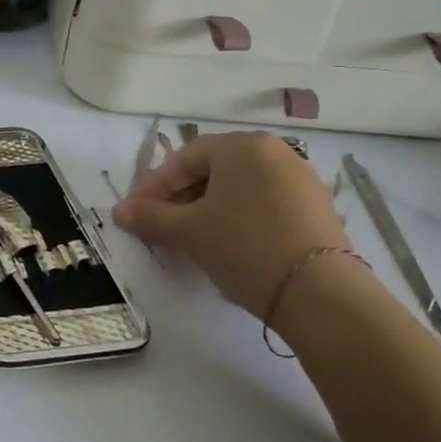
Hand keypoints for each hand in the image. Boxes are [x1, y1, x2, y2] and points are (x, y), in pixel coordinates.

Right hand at [112, 131, 351, 315]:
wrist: (321, 295)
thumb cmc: (244, 247)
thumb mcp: (188, 232)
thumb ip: (149, 217)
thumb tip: (119, 211)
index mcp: (243, 146)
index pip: (185, 158)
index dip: (154, 186)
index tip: (136, 213)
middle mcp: (275, 153)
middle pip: (212, 171)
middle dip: (180, 198)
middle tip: (159, 227)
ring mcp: (300, 181)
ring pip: (237, 189)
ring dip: (206, 210)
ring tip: (189, 240)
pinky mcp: (316, 210)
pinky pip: (262, 205)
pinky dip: (237, 220)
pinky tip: (226, 247)